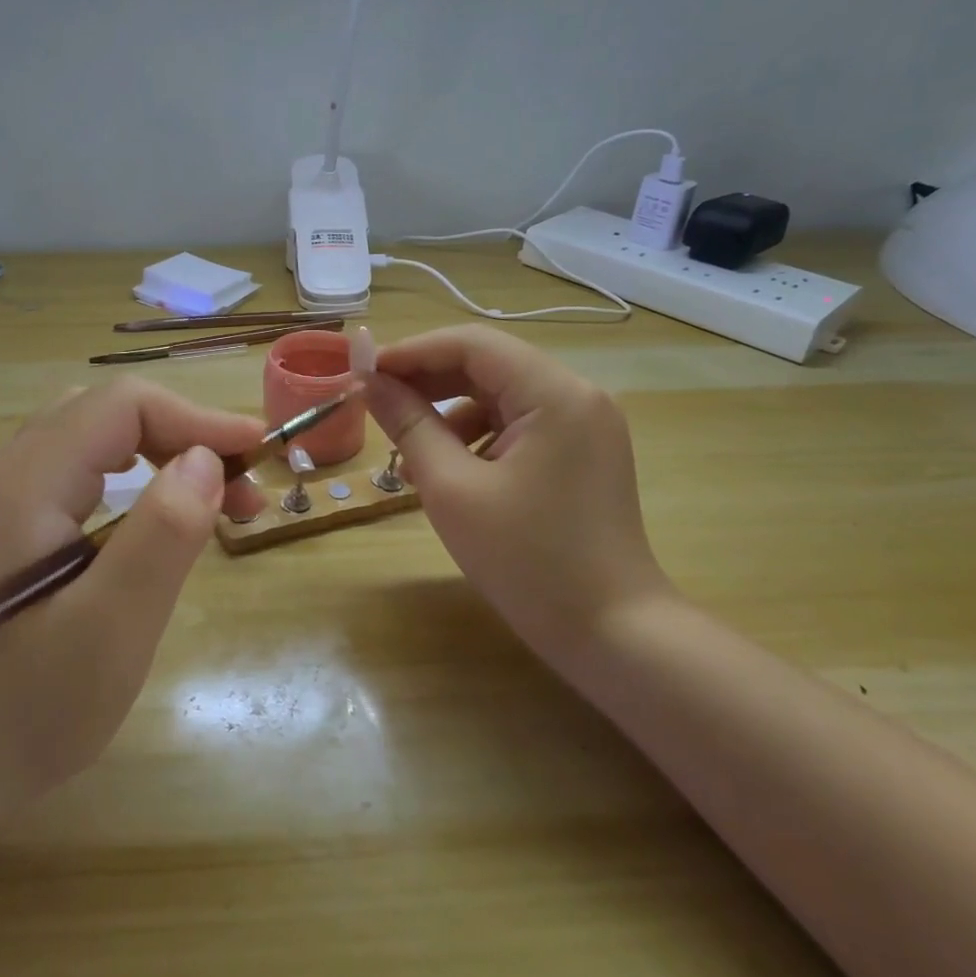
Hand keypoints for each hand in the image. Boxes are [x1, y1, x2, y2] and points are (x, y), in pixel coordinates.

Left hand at [0, 378, 265, 819]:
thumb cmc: (27, 708)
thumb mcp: (111, 628)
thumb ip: (161, 535)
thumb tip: (207, 460)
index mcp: (28, 482)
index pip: (124, 405)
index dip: (197, 418)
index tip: (255, 454)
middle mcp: (10, 471)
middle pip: (111, 412)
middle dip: (186, 434)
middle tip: (240, 487)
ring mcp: (6, 496)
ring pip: (98, 435)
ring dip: (165, 451)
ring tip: (216, 499)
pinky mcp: (13, 523)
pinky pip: (84, 467)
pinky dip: (138, 474)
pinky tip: (160, 513)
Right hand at [363, 326, 675, 673]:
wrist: (612, 633)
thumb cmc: (528, 561)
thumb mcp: (453, 490)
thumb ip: (408, 425)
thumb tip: (368, 382)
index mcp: (555, 393)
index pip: (472, 343)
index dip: (412, 351)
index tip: (363, 373)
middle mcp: (577, 395)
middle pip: (488, 364)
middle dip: (427, 380)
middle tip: (376, 403)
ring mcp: (584, 424)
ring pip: (501, 394)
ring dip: (449, 410)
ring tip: (407, 447)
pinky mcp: (581, 452)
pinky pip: (519, 424)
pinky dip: (477, 435)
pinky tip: (448, 467)